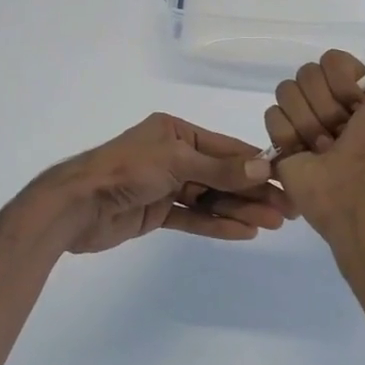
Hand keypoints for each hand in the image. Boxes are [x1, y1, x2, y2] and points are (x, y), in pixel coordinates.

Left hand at [25, 114, 290, 254]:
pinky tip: (243, 232)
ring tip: (270, 225)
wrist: (78, 206)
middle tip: (286, 211)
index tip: (286, 179)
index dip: (256, 164)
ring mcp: (165, 184)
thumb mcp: (176, 162)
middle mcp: (173, 154)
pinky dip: (216, 224)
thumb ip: (219, 168)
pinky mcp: (156, 212)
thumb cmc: (126, 171)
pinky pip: (193, 216)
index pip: (224, 148)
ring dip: (239, 210)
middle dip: (252, 191)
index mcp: (176, 132)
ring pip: (210, 198)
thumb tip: (262, 167)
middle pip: (221, 174)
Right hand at [259, 47, 364, 236]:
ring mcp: (300, 120)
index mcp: (354, 92)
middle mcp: (326, 102)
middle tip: (340, 132)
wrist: (353, 192)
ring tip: (323, 147)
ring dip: (308, 122)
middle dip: (326, 105)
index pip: (331, 59)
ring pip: (287, 91)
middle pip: (306, 73)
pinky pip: (272, 115)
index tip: (358, 106)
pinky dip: (290, 135)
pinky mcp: (280, 139)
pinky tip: (304, 153)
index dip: (343, 81)